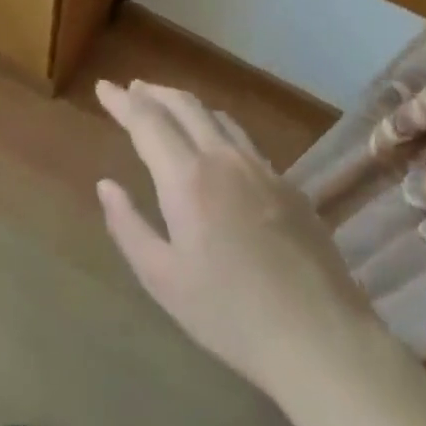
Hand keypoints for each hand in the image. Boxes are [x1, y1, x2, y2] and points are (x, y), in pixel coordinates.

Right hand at [95, 80, 385, 403]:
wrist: (322, 339)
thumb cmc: (229, 314)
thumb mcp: (162, 278)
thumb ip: (128, 225)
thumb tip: (106, 185)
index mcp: (187, 178)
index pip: (147, 121)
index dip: (122, 101)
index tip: (104, 86)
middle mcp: (224, 160)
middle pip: (185, 106)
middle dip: (153, 93)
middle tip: (132, 88)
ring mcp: (263, 170)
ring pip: (218, 118)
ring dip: (186, 105)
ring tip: (168, 107)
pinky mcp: (289, 188)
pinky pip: (244, 141)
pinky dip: (217, 128)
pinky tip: (216, 146)